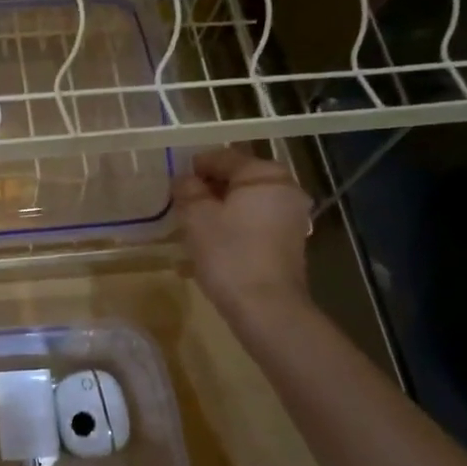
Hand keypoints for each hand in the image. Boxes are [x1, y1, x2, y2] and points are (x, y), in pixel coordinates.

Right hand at [174, 147, 313, 323]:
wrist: (266, 308)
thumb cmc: (229, 254)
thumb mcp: (197, 217)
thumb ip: (188, 190)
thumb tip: (184, 179)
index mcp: (265, 175)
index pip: (224, 157)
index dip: (196, 166)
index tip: (175, 181)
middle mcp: (285, 190)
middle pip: (238, 180)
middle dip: (209, 190)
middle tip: (181, 204)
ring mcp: (291, 218)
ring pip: (246, 204)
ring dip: (219, 211)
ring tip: (192, 227)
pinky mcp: (288, 244)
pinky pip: (254, 225)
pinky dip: (233, 228)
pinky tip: (210, 246)